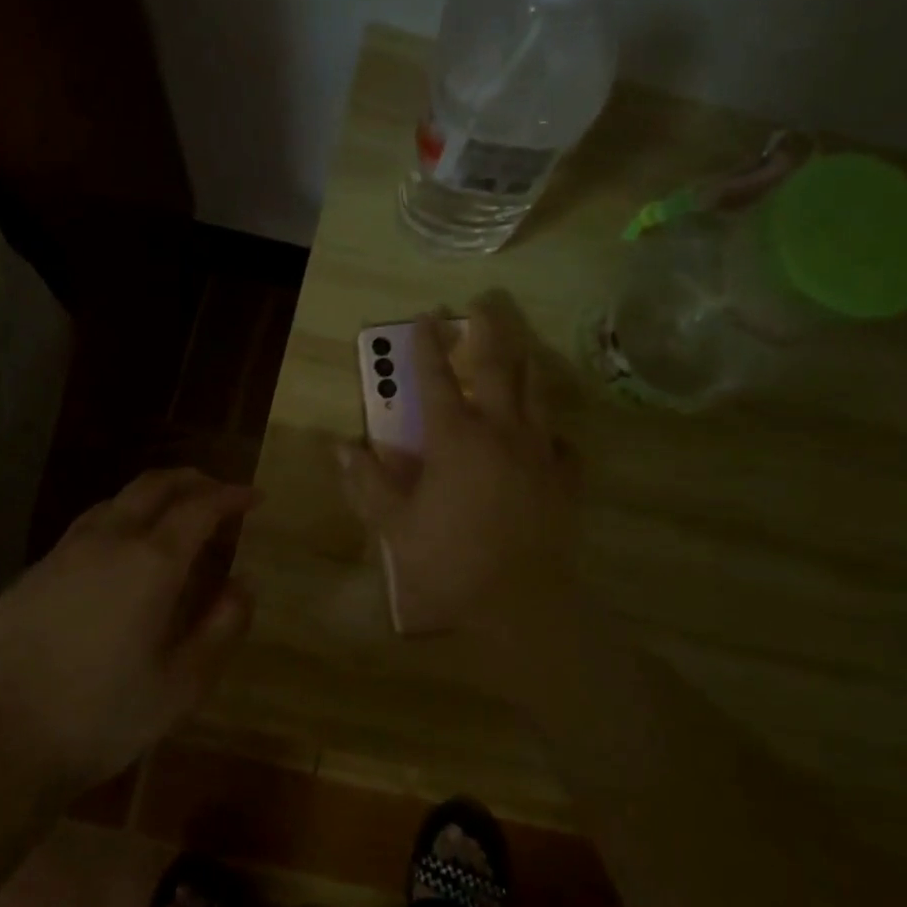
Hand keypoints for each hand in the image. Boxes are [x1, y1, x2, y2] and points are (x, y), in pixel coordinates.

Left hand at [0, 468, 259, 795]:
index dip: (232, 496)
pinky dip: (116, 526)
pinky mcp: (31, 575)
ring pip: (114, 501)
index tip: (254, 499)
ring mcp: (62, 554)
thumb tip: (242, 584)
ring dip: (151, 499)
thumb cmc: (104, 717)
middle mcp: (107, 541)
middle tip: (218, 494)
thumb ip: (222, 626)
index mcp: (151, 563)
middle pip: (154, 485)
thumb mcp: (184, 684)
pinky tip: (116, 561)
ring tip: (171, 521)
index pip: (200, 507)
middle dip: (193, 481)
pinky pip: (83, 532)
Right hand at [338, 292, 579, 665]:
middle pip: (497, 368)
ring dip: (526, 364)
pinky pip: (561, 442)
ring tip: (522, 348)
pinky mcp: (565, 478)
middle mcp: (500, 432)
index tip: (425, 316)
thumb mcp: (395, 526)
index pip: (436, 379)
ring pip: (536, 394)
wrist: (519, 603)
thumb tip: (341, 447)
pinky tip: (548, 434)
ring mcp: (539, 452)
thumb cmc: (449, 562)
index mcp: (455, 438)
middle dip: (489, 331)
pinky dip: (551, 431)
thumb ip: (368, 483)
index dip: (427, 345)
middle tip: (485, 303)